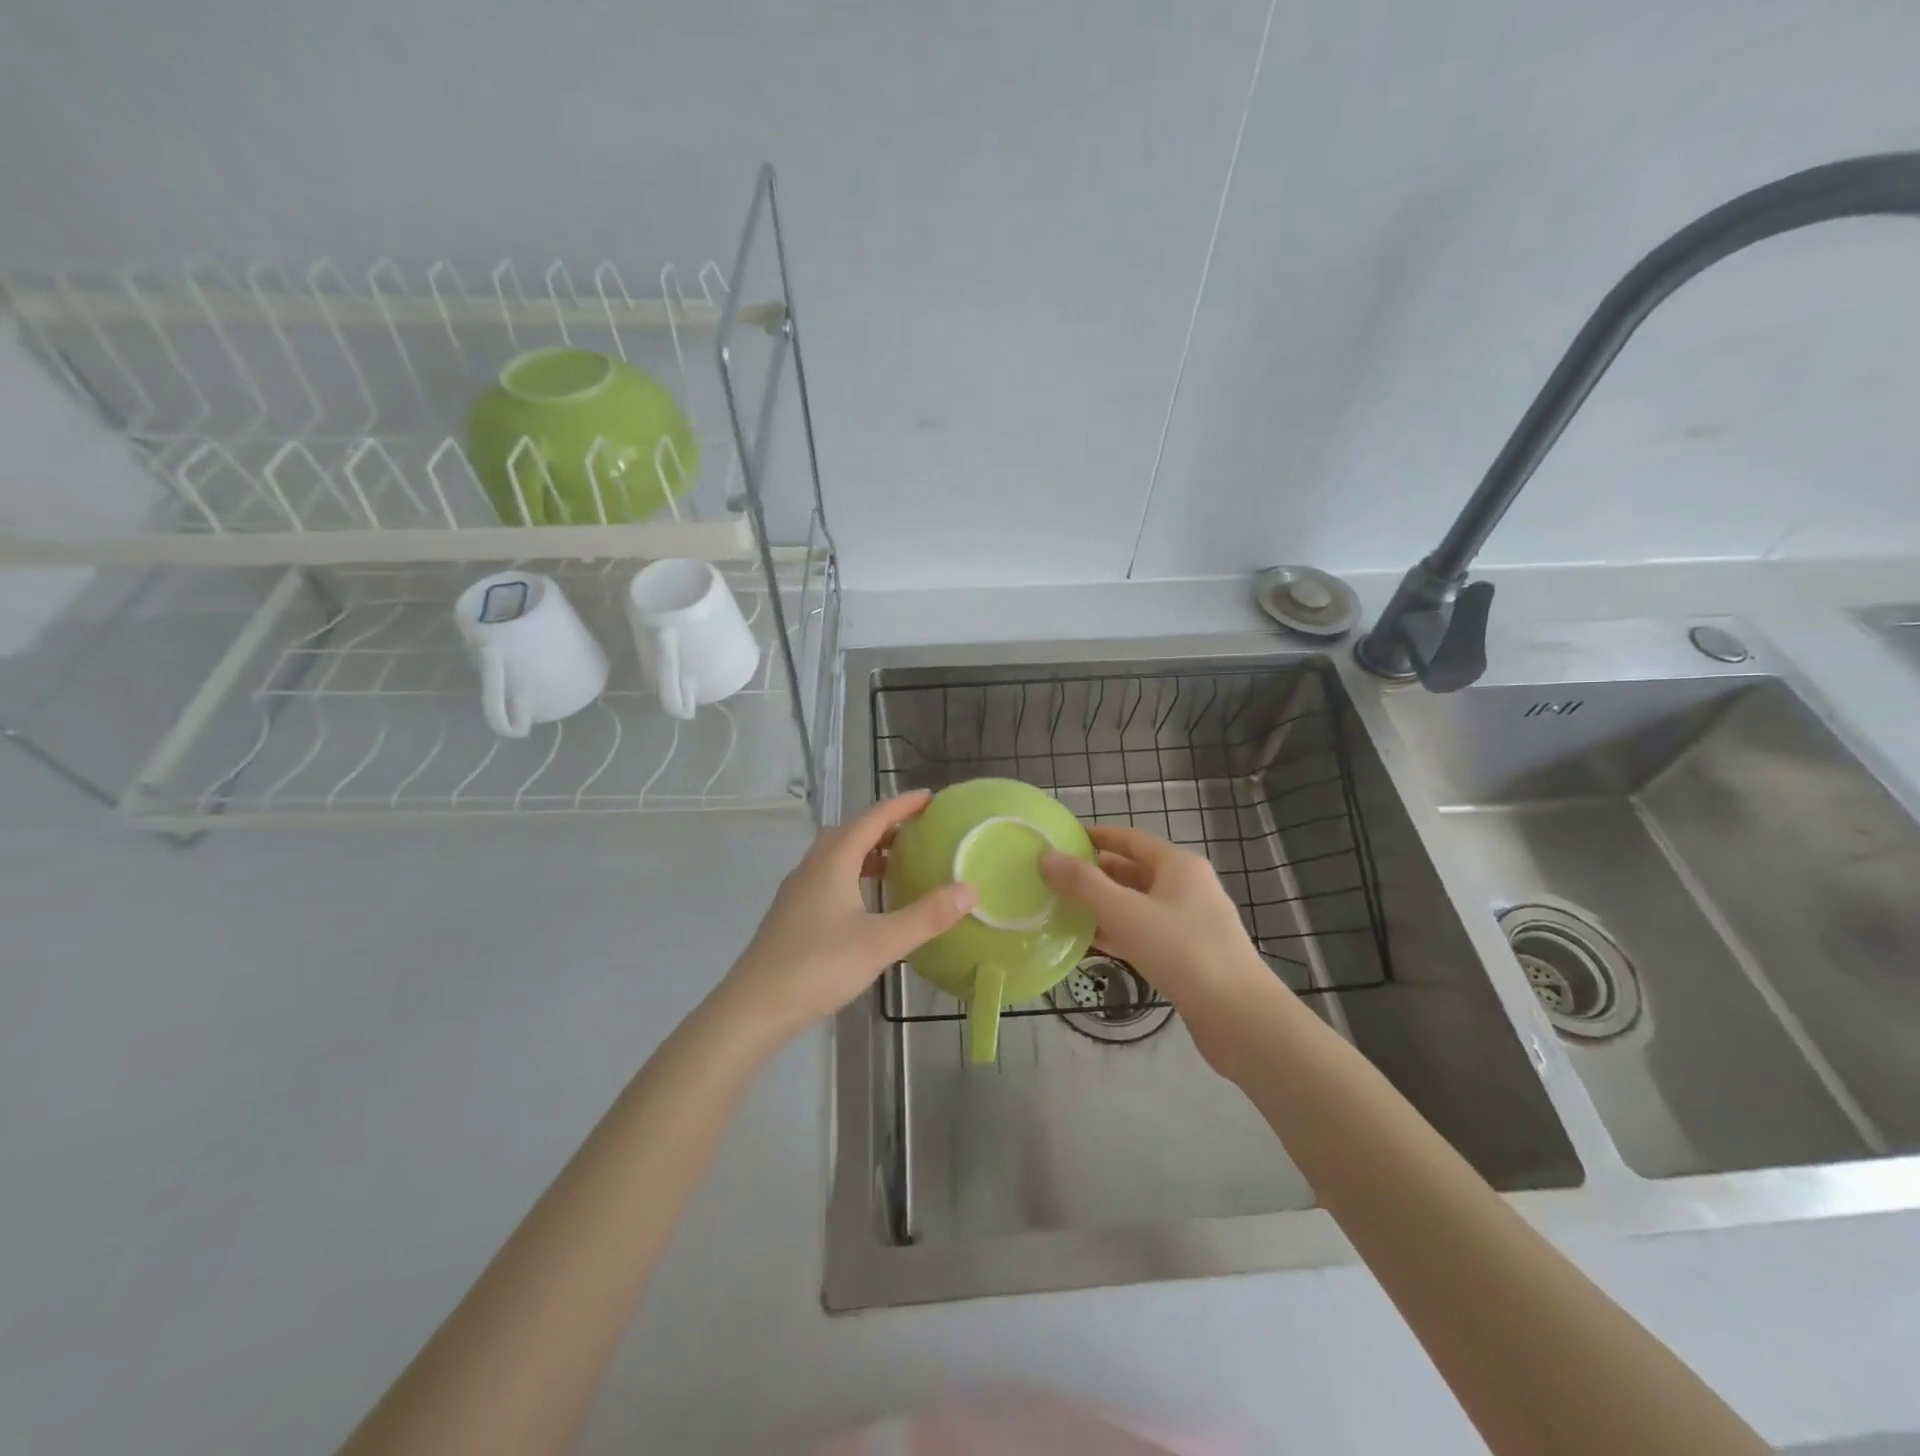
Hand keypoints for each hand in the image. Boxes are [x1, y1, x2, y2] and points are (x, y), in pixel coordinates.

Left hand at [718, 790, 977, 1043]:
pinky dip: (853, 873)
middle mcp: (812, 867)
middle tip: (919, 830)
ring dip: (867, 850)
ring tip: (898, 862)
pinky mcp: (792, 913)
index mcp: (833, 862)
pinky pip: (828, 876)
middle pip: (851, 832)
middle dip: (885, 825)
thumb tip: (969, 889)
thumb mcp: (880, 943)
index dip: (901, 805)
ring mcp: (798, 890)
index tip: (930, 798)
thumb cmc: (818, 967)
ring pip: (836, 855)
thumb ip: (926, 916)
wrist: (754, 1007)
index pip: (872, 819)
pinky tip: (866, 901)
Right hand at [1040, 825, 1277, 1020]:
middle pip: (1134, 871)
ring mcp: (1191, 922)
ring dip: (1104, 906)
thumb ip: (1083, 883)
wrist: (1238, 1016)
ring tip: (1064, 910)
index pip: (1130, 839)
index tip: (1063, 841)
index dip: (1097, 837)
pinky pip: (1146, 933)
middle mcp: (1188, 887)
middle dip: (1096, 874)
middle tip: (1056, 879)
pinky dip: (1119, 933)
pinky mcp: (1190, 955)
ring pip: (1139, 904)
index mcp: (1178, 865)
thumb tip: (1047, 856)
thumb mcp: (1124, 911)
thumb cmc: (1181, 950)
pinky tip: (1091, 944)